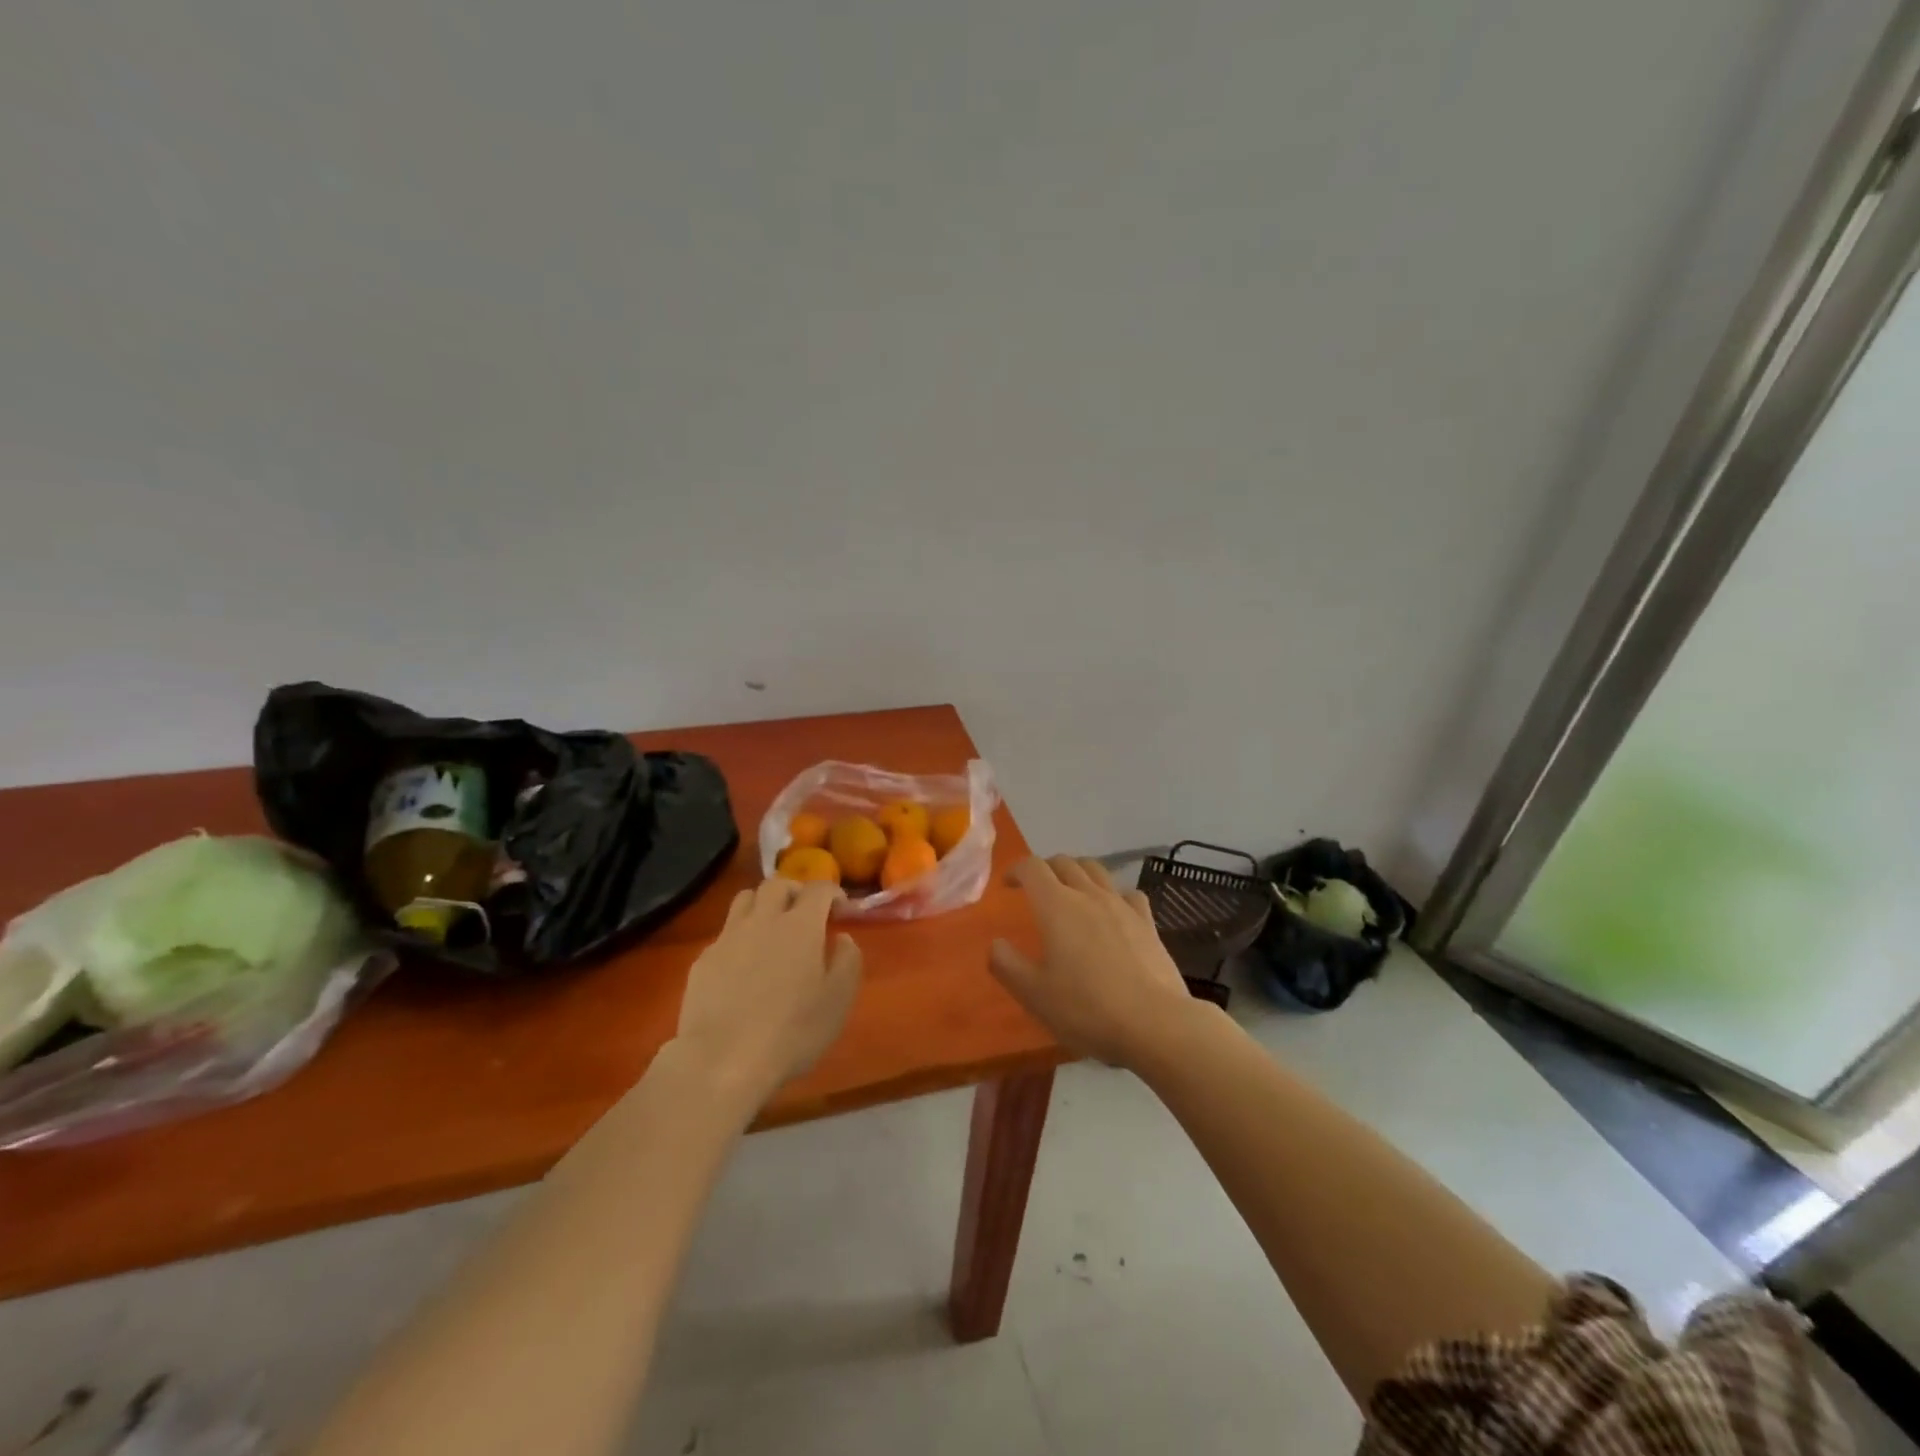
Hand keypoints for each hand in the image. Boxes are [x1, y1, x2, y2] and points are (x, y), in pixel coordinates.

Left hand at [674, 879, 862, 1104]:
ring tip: (772, 927)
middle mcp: (763, 919)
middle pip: (777, 884)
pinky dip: (740, 936)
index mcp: (800, 925)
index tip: (841, 910)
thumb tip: (842, 939)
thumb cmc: (791, 1032)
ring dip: (763, 904)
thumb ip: (848, 961)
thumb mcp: (838, 1000)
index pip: (818, 888)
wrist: (722, 1061)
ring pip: (745, 898)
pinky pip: (725, 932)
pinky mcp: (703, 960)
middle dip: (795, 890)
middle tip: (806, 912)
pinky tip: (744, 964)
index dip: (833, 893)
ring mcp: (728, 937)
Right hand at [988, 855, 1198, 1068]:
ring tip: (1071, 891)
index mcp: (1056, 906)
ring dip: (1077, 872)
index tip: (1008, 884)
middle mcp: (1089, 895)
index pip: (1032, 868)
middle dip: (1045, 868)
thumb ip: (1007, 965)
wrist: (1155, 1024)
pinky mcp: (1147, 923)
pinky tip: (1113, 910)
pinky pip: (1127, 893)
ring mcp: (1122, 906)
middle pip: (1064, 862)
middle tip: (1036, 887)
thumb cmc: (1087, 1009)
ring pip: (1096, 870)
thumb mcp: (1034, 995)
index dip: (1016, 870)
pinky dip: (1113, 893)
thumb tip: (996, 943)